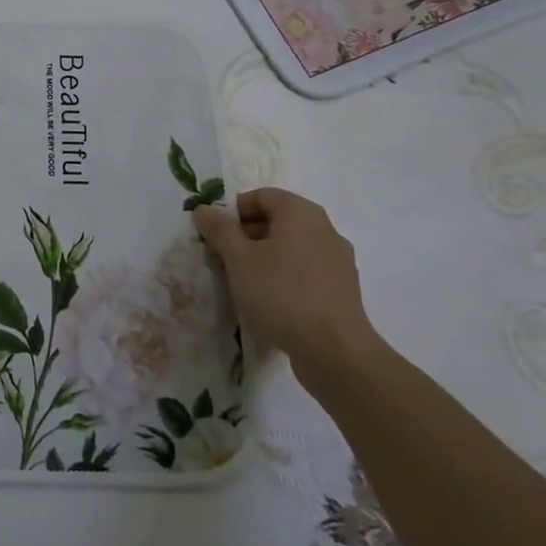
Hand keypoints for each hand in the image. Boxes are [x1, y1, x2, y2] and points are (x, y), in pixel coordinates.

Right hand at [191, 187, 379, 381]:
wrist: (334, 350)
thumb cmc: (281, 294)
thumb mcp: (239, 259)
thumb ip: (220, 230)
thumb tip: (204, 208)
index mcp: (301, 213)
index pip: (262, 196)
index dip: (234, 211)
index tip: (217, 236)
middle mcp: (325, 229)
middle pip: (278, 220)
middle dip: (247, 235)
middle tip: (225, 259)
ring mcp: (338, 260)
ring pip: (292, 247)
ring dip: (265, 257)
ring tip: (246, 283)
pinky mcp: (342, 288)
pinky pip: (306, 270)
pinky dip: (285, 276)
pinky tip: (272, 301)